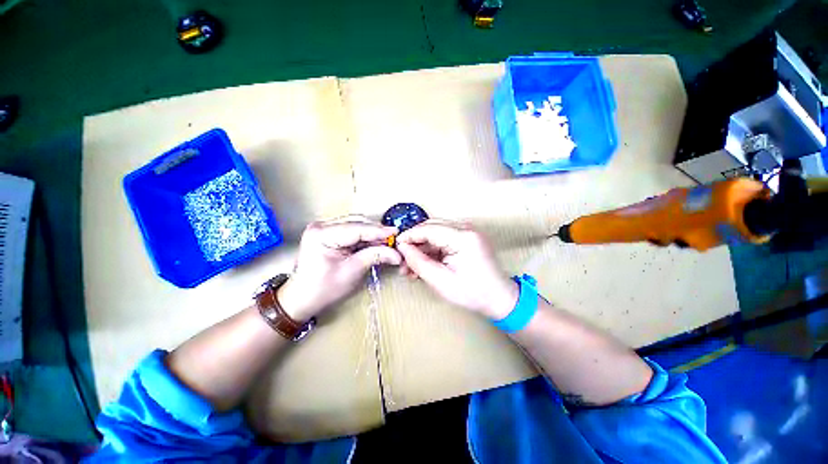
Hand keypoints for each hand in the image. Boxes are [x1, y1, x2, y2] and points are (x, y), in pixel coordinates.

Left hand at [278, 216, 400, 320]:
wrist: (302, 298)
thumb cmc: (324, 289)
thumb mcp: (352, 271)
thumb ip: (375, 256)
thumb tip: (396, 254)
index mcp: (322, 234)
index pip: (357, 228)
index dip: (379, 231)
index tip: (396, 233)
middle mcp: (321, 225)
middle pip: (356, 223)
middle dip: (376, 232)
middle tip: (393, 241)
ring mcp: (323, 228)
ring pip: (355, 225)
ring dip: (371, 234)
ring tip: (386, 243)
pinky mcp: (327, 233)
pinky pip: (351, 231)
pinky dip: (364, 237)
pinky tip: (374, 243)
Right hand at [396, 221, 517, 318]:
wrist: (499, 298)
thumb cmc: (472, 293)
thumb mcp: (440, 281)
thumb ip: (418, 261)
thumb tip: (402, 247)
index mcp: (463, 236)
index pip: (428, 229)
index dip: (409, 236)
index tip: (395, 247)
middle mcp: (466, 227)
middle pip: (431, 228)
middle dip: (414, 243)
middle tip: (403, 261)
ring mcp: (468, 231)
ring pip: (435, 233)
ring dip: (422, 248)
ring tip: (411, 267)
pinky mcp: (467, 237)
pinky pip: (443, 239)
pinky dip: (432, 250)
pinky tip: (424, 264)